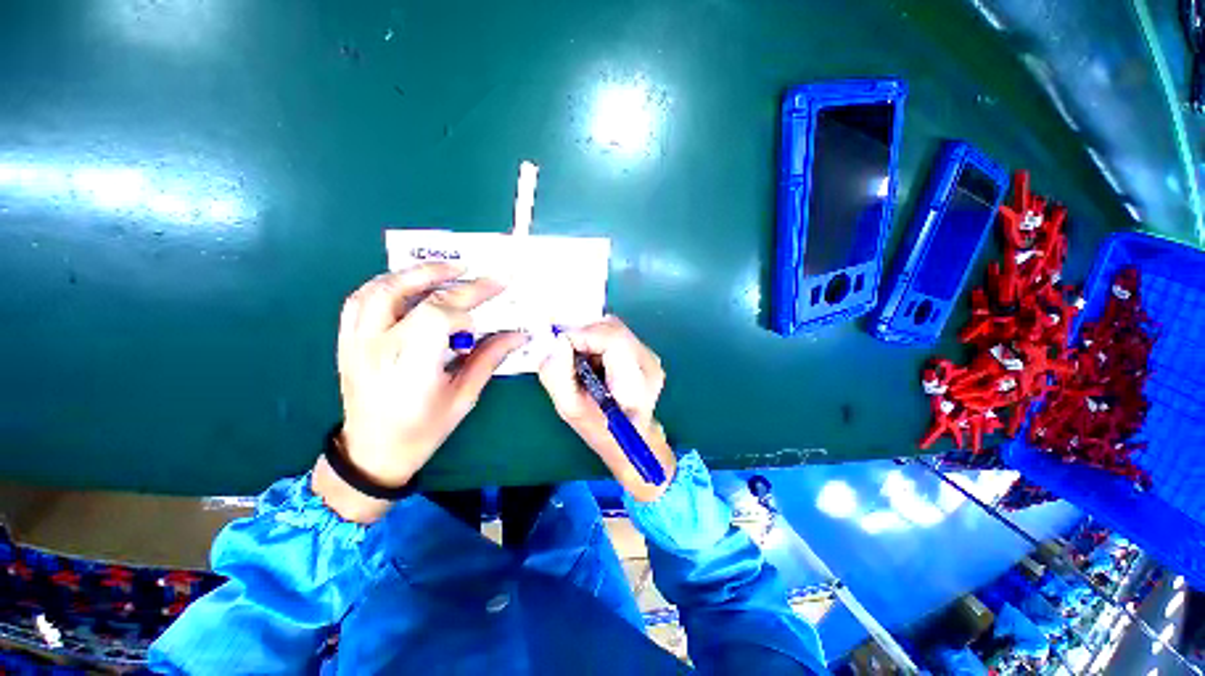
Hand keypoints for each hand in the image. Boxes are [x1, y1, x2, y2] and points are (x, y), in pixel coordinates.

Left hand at [313, 263, 527, 521]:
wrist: (372, 452)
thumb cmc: (423, 430)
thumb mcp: (463, 397)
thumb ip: (488, 359)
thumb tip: (517, 335)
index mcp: (409, 367)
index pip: (435, 316)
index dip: (466, 304)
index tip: (492, 301)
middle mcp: (376, 348)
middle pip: (405, 294)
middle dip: (445, 276)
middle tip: (473, 269)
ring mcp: (355, 343)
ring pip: (378, 290)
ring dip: (413, 273)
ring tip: (443, 269)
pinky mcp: (346, 342)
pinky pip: (359, 301)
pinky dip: (386, 285)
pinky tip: (408, 285)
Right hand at [539, 317, 675, 501]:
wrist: (632, 437)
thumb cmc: (601, 427)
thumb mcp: (570, 408)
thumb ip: (558, 375)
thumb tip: (557, 342)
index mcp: (635, 381)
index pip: (613, 338)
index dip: (582, 335)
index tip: (560, 346)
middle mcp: (649, 362)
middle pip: (612, 327)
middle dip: (584, 335)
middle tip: (567, 355)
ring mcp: (649, 355)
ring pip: (612, 327)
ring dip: (590, 338)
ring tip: (582, 362)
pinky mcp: (644, 351)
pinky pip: (615, 334)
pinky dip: (598, 341)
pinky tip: (594, 362)